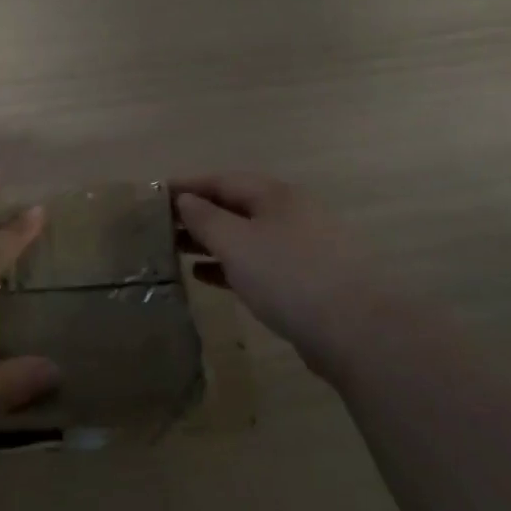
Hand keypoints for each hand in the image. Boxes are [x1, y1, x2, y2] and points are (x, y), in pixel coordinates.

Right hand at [174, 173, 374, 377]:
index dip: (187, 185)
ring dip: (211, 241)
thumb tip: (185, 199)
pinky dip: (230, 265)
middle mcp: (289, 213)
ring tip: (175, 250)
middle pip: (235, 206)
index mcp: (275, 195)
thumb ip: (205, 218)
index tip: (154, 194)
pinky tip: (206, 276)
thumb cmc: (288, 276)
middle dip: (197, 214)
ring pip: (245, 236)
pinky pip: (258, 263)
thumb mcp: (236, 242)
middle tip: (159, 226)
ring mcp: (301, 247)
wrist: (355, 330)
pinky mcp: (306, 280)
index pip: (222, 180)